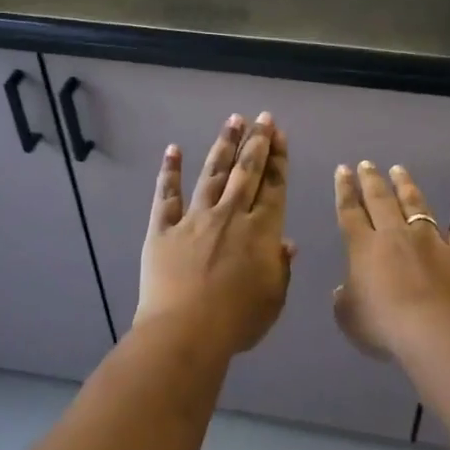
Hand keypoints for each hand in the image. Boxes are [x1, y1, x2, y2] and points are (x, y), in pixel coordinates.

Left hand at [137, 113, 295, 356]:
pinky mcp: (163, 229)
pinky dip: (169, 171)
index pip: (274, 187)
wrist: (186, 331)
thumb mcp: (273, 299)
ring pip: (212, 174)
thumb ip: (281, 268)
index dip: (279, 159)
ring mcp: (194, 219)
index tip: (280, 135)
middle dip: (256, 142)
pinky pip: (166, 195)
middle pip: (246, 172)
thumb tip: (286, 243)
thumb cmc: (238, 321)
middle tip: (262, 118)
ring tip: (232, 121)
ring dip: (223, 146)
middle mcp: (230, 215)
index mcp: (262, 232)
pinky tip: (173, 149)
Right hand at [333, 161, 449, 359]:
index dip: (344, 191)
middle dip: (372, 180)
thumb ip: (344, 299)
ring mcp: (431, 240)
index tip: (343, 170)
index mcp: (364, 248)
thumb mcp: (349, 317)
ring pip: (416, 205)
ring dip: (407, 186)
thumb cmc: (383, 325)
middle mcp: (395, 235)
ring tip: (400, 170)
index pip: (350, 212)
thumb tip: (343, 288)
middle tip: (367, 164)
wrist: (433, 330)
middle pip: (381, 200)